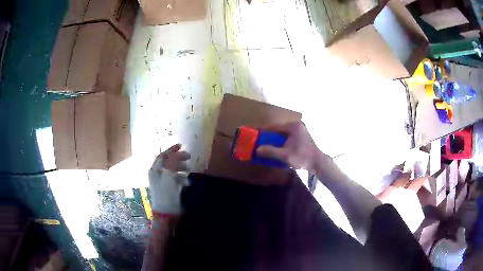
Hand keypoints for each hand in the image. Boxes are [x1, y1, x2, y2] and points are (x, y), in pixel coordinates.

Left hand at [149, 144, 190, 214]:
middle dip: (178, 158)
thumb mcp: (169, 176)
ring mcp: (162, 182)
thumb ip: (172, 163)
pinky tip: (187, 182)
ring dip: (181, 168)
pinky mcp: (167, 189)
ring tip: (189, 170)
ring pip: (172, 170)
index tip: (182, 146)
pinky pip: (174, 179)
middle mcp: (157, 174)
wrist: (166, 213)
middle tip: (189, 157)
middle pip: (168, 162)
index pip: (163, 156)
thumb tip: (176, 153)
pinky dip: (181, 178)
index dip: (171, 150)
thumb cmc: (166, 194)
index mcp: (155, 170)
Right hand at [256, 121, 324, 172]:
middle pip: (279, 130)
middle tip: (260, 142)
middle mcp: (297, 125)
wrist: (318, 163)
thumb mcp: (285, 155)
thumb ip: (270, 152)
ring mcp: (301, 130)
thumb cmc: (302, 157)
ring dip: (276, 139)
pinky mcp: (302, 136)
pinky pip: (288, 137)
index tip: (255, 135)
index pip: (274, 127)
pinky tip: (278, 148)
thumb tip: (257, 150)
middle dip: (269, 136)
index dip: (264, 131)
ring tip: (267, 146)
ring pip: (283, 134)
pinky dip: (282, 141)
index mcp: (293, 126)